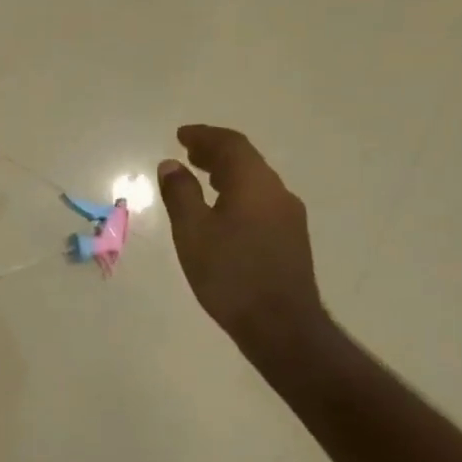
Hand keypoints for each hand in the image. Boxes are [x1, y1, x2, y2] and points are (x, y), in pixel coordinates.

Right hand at [158, 125, 330, 365]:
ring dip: (227, 173)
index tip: (181, 135)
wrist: (281, 326)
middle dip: (215, 152)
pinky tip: (222, 211)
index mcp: (254, 184)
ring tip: (201, 178)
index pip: (230, 144)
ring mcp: (289, 217)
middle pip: (246, 160)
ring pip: (255, 181)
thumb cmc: (230, 274)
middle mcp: (277, 192)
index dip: (204, 136)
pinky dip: (238, 193)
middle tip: (188, 153)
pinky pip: (261, 201)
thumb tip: (171, 165)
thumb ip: (181, 193)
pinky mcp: (291, 239)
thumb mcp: (192, 231)